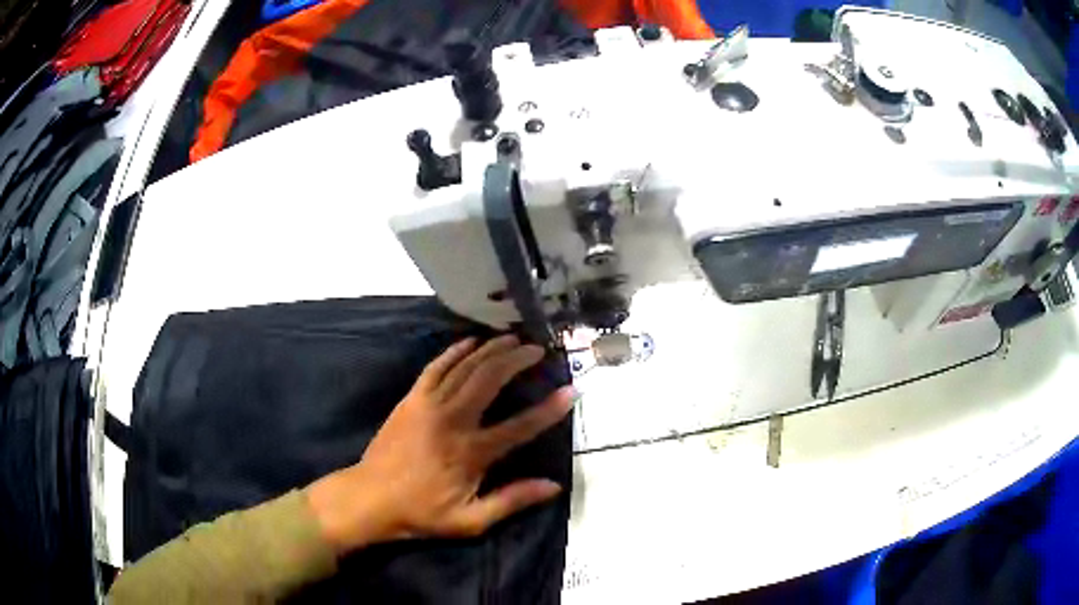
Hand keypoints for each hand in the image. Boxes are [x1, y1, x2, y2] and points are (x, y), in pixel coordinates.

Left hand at [307, 335, 574, 554]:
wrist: (369, 497)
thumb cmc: (421, 512)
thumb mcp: (470, 521)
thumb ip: (512, 501)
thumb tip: (553, 486)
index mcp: (470, 452)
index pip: (520, 426)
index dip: (549, 409)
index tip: (570, 391)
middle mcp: (452, 420)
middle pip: (491, 380)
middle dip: (518, 360)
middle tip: (538, 349)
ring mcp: (428, 405)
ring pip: (465, 367)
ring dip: (492, 350)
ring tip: (514, 339)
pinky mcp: (411, 398)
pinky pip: (436, 367)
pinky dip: (455, 351)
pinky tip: (471, 341)